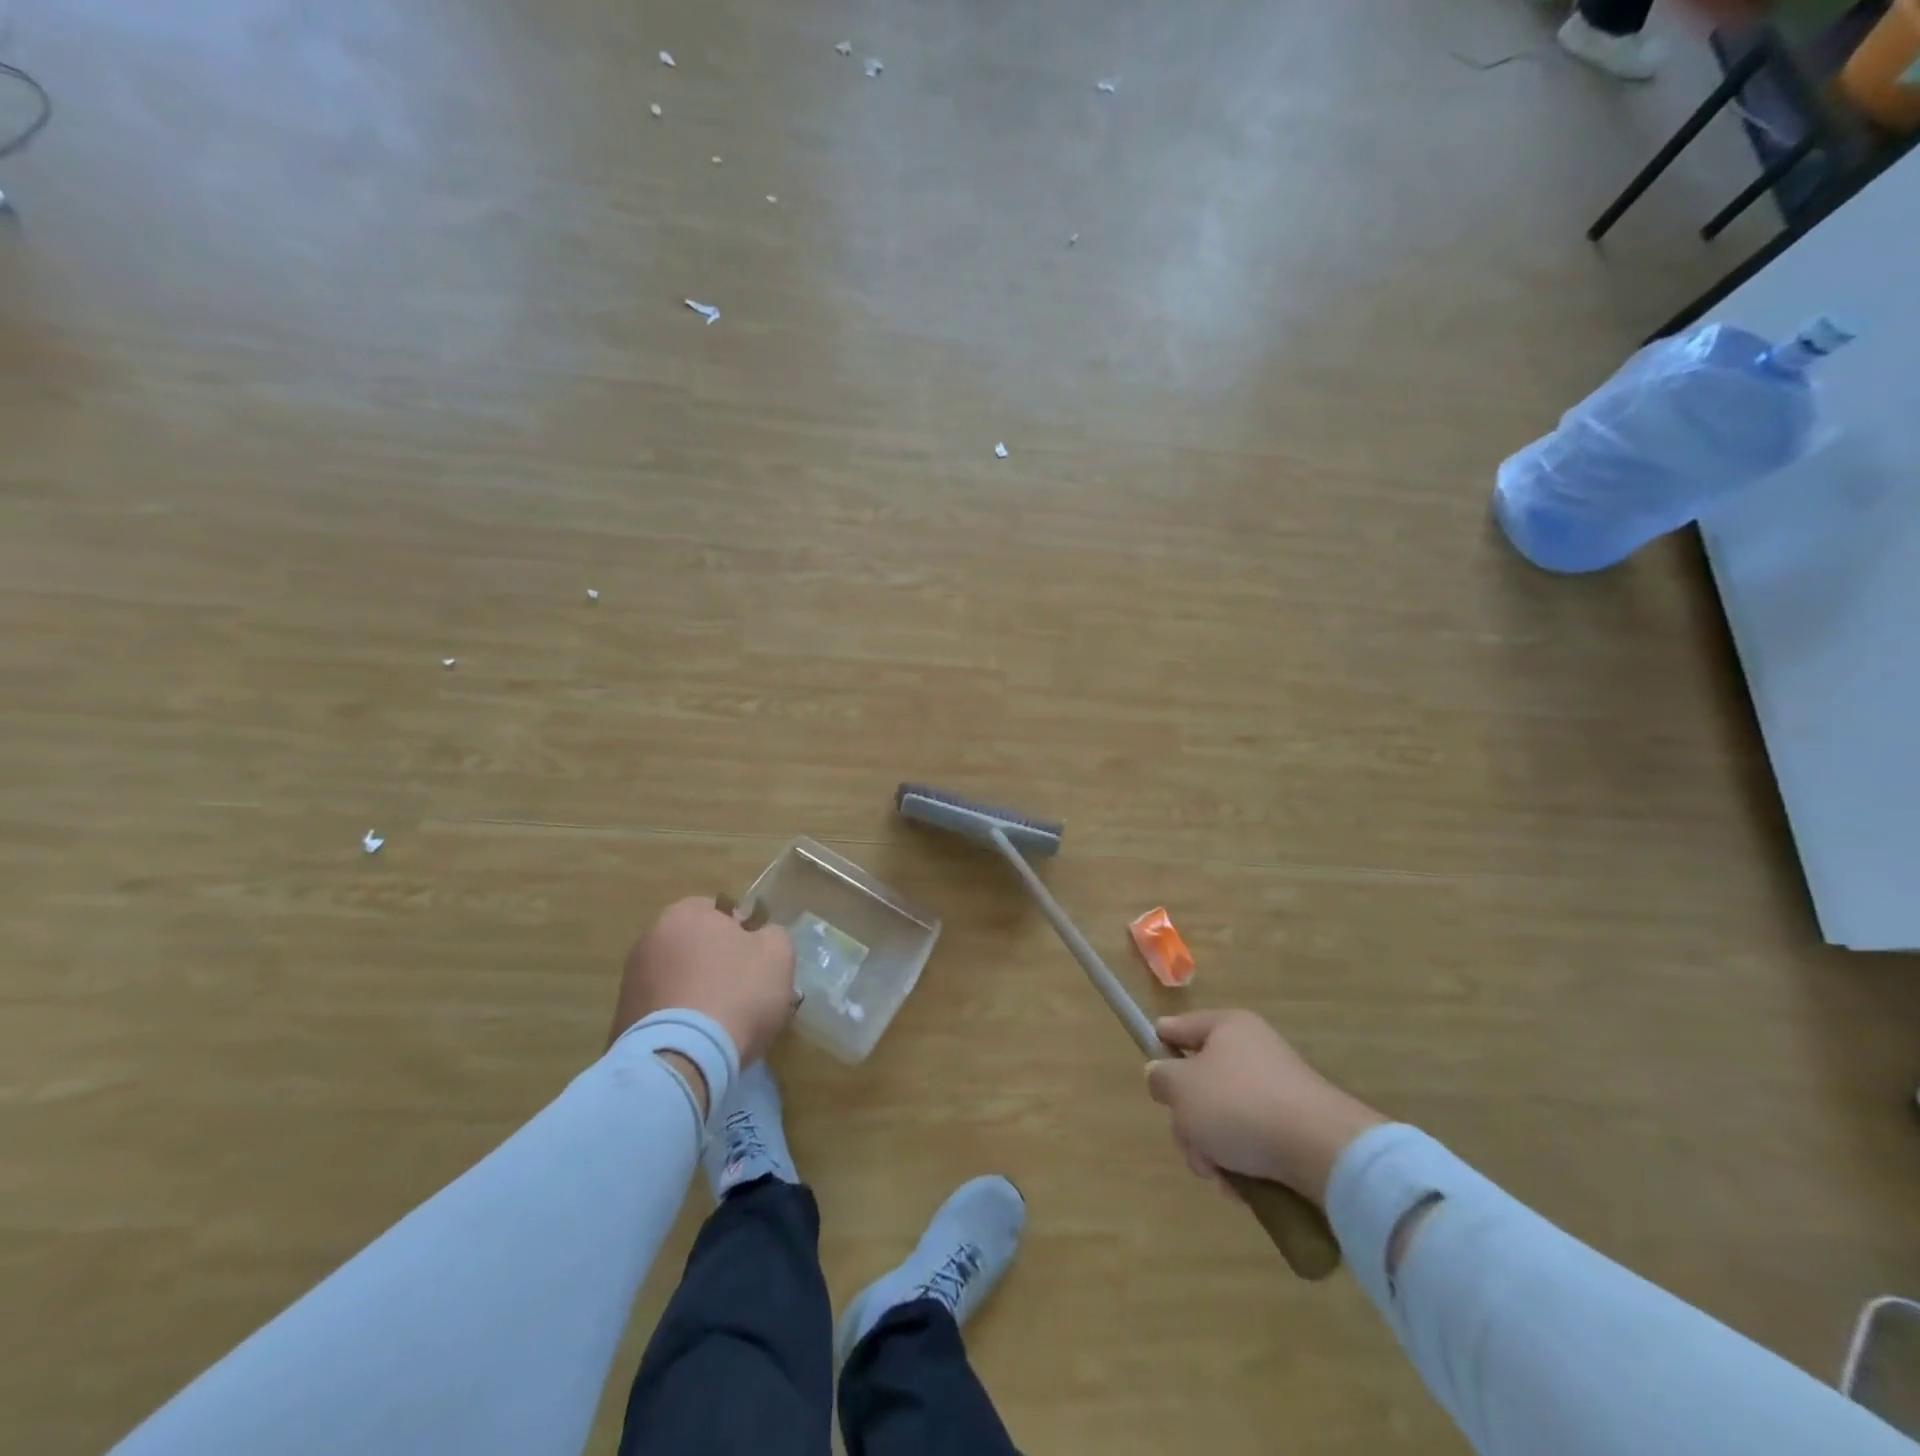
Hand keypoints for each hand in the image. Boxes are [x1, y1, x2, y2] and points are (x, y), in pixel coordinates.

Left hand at [610, 896, 795, 1066]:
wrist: (683, 1059)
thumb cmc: (737, 992)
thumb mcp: (777, 953)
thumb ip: (772, 934)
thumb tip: (760, 938)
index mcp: (685, 913)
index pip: (721, 912)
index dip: (744, 934)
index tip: (758, 962)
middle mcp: (649, 938)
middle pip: (697, 946)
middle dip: (718, 965)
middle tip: (744, 993)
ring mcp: (630, 981)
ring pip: (679, 980)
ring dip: (698, 994)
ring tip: (722, 1025)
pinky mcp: (622, 1021)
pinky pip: (663, 1012)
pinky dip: (679, 1021)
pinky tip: (700, 1042)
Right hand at [1145, 1009, 1385, 1206]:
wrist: (1323, 1151)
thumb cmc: (1240, 1105)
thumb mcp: (1182, 1088)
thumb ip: (1160, 1079)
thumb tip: (1161, 1075)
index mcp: (1227, 1027)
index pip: (1181, 1026)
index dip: (1160, 1042)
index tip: (1149, 1064)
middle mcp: (1253, 1050)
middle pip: (1200, 1081)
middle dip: (1188, 1121)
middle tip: (1191, 1145)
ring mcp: (1277, 1088)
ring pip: (1223, 1117)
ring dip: (1212, 1149)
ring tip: (1219, 1176)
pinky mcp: (1295, 1125)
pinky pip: (1253, 1139)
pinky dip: (1241, 1163)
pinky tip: (1241, 1188)